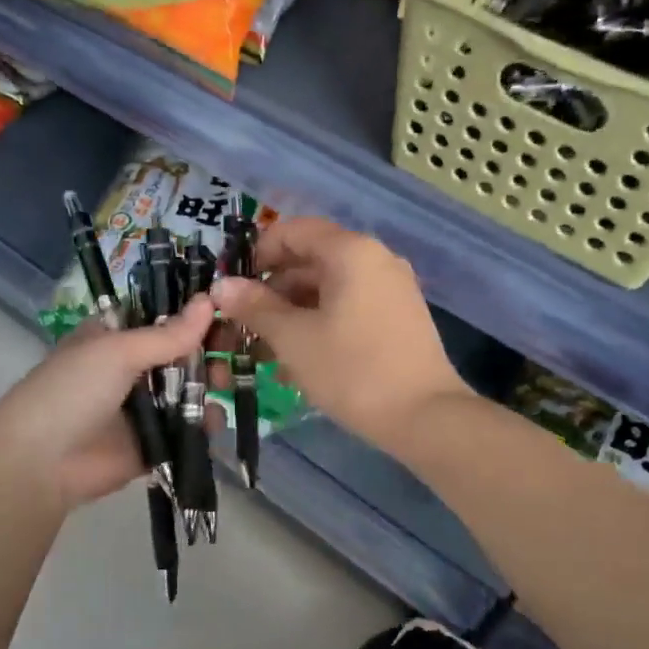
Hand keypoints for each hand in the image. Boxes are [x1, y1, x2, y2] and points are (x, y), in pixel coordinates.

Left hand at [0, 297, 216, 516]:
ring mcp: (141, 408)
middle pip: (180, 354)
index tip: (228, 309)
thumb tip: (209, 301)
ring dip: (209, 386)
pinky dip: (203, 425)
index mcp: (115, 337)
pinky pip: (185, 429)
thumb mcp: (117, 352)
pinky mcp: (152, 444)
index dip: (193, 313)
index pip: (161, 317)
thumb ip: (167, 334)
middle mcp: (129, 369)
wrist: (40, 464)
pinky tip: (214, 420)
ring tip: (224, 386)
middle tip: (232, 353)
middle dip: (208, 352)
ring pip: (187, 391)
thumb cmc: (72, 391)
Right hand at [211, 217, 469, 454]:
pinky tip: (298, 358)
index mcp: (351, 252)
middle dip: (272, 289)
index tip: (234, 285)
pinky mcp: (398, 317)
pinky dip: (320, 322)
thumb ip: (255, 307)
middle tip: (243, 323)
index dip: (258, 252)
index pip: (294, 230)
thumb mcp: (294, 338)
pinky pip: (349, 306)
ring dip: (293, 311)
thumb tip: (222, 286)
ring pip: (329, 287)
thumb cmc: (352, 370)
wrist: (426, 417)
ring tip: (265, 349)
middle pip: (311, 259)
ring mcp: (391, 288)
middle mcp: (375, 259)